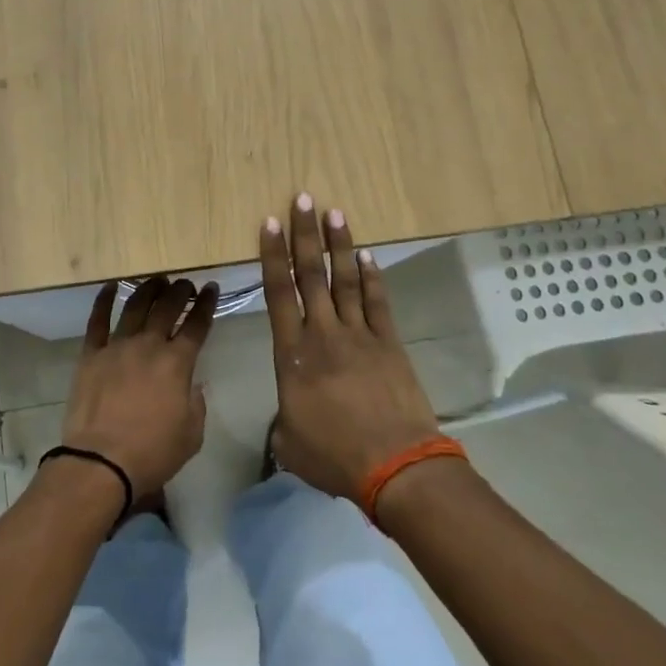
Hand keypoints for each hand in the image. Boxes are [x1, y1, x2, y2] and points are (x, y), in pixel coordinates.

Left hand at [61, 276, 218, 499]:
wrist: (101, 462)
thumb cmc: (152, 452)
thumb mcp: (192, 434)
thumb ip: (196, 403)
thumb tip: (192, 385)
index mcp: (178, 363)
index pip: (197, 324)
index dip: (206, 304)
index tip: (211, 288)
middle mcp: (149, 345)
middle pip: (167, 307)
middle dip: (180, 291)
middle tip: (185, 284)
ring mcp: (117, 346)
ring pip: (135, 306)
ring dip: (148, 289)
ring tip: (156, 280)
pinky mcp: (91, 354)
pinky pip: (97, 320)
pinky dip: (104, 300)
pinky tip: (110, 286)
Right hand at [259, 196, 442, 503]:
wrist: (395, 466)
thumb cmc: (335, 456)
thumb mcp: (289, 442)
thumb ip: (283, 419)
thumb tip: (288, 414)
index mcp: (292, 355)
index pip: (278, 294)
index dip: (273, 256)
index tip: (270, 224)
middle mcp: (324, 334)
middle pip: (311, 275)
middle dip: (304, 235)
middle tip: (302, 199)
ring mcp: (360, 335)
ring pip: (345, 280)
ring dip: (338, 245)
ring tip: (334, 213)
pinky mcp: (389, 343)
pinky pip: (377, 302)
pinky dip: (372, 277)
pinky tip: (367, 256)